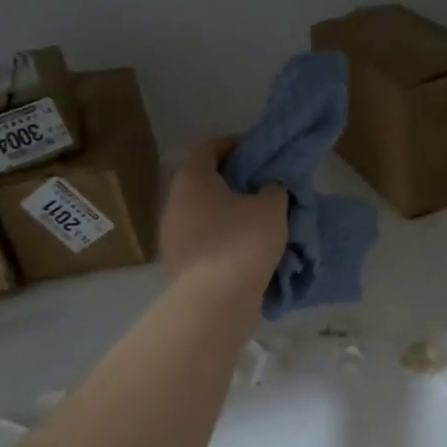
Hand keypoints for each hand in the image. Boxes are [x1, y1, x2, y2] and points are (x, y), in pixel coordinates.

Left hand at [160, 139, 287, 292]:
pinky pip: (204, 242)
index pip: (207, 148)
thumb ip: (273, 189)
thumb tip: (269, 188)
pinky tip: (247, 249)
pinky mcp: (180, 265)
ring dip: (227, 214)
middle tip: (261, 186)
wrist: (217, 301)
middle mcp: (174, 204)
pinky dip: (223, 239)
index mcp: (192, 180)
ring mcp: (173, 237)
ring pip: (203, 214)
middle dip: (232, 182)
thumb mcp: (271, 207)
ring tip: (258, 220)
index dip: (232, 145)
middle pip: (203, 182)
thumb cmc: (243, 242)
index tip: (256, 151)